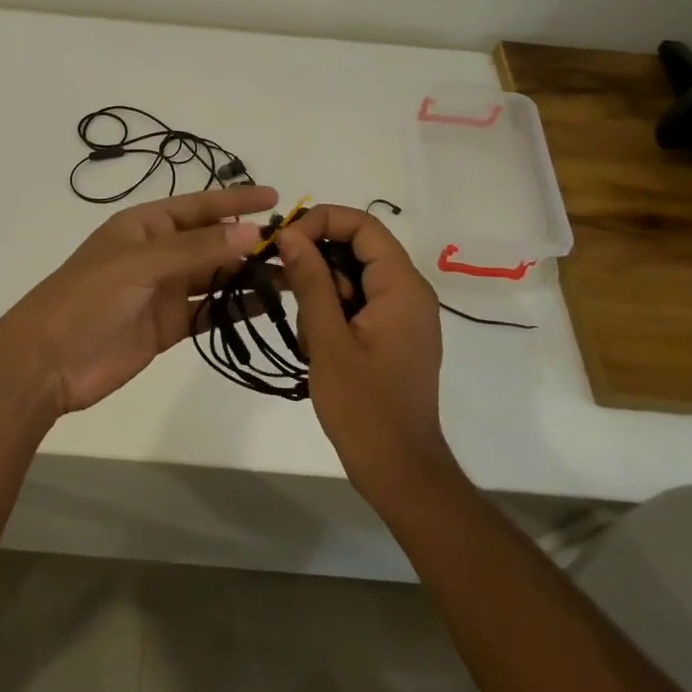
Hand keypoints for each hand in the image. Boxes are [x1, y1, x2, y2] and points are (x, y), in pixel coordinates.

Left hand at [0, 186, 278, 414]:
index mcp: (145, 226)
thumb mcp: (140, 264)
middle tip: (295, 246)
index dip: (236, 200)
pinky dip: (234, 307)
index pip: (199, 206)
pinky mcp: (168, 325)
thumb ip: (196, 249)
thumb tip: (252, 233)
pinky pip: (209, 310)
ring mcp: (163, 290)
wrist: (48, 360)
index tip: (274, 196)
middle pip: (211, 241)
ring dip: (247, 275)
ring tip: (291, 276)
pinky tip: (266, 306)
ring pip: (215, 276)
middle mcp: (158, 253)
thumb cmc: (88, 297)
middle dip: (249, 241)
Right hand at [275, 206, 452, 498]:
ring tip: (307, 332)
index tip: (284, 242)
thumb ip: (310, 281)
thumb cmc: (363, 407)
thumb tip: (289, 234)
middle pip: (358, 248)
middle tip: (282, 283)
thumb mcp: (328, 340)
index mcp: (402, 287)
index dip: (321, 222)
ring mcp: (403, 314)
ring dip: (322, 291)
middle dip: (317, 259)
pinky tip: (316, 343)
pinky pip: (359, 301)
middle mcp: (409, 292)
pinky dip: (333, 310)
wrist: (399, 470)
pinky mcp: (393, 334)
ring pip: (354, 275)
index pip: (363, 225)